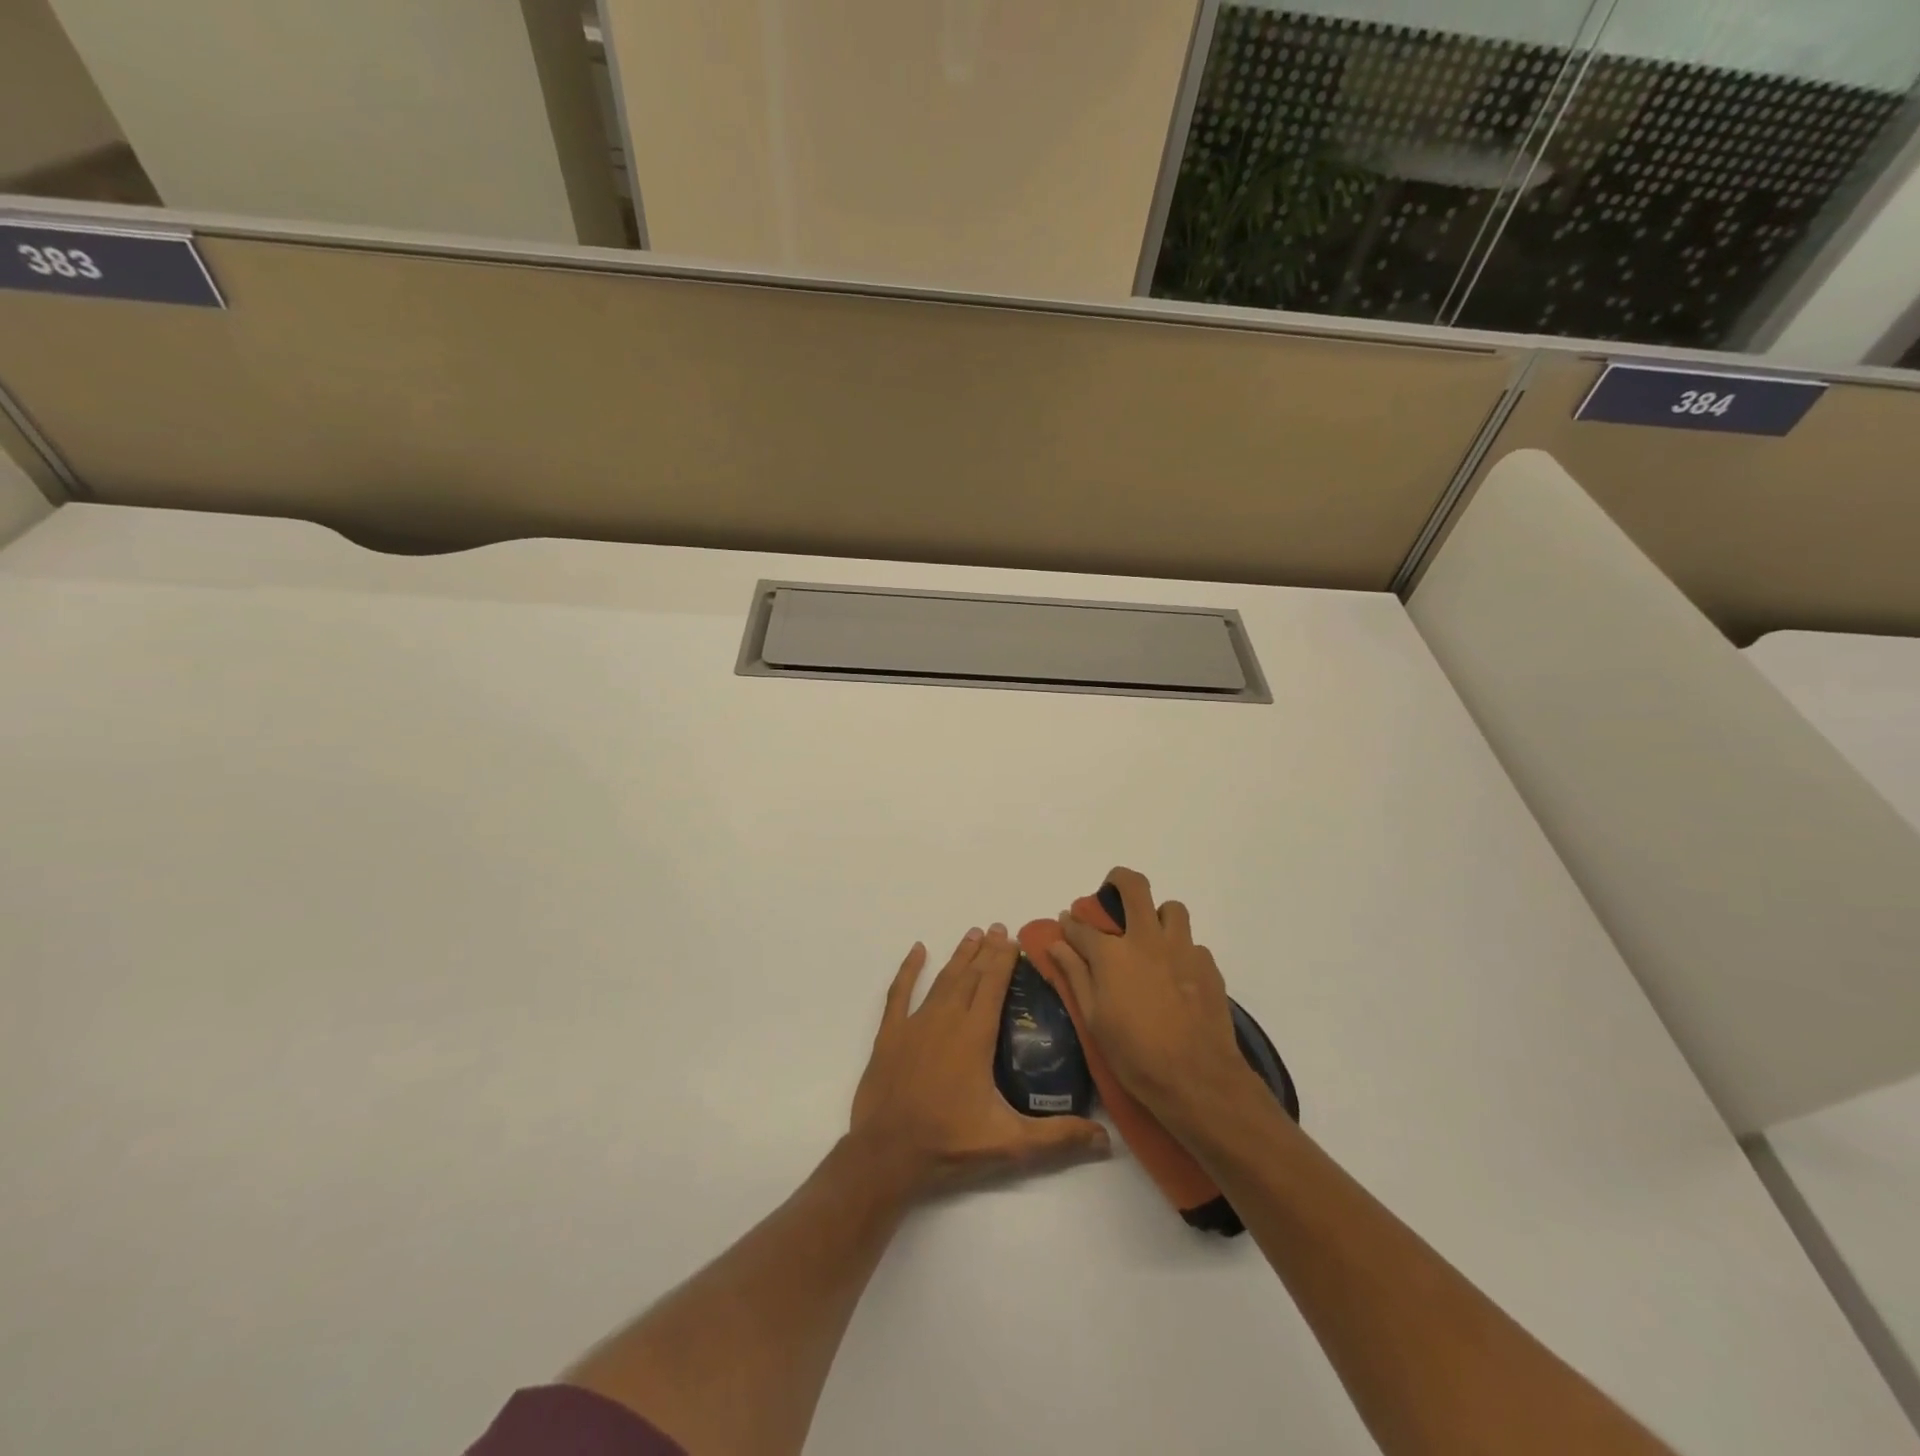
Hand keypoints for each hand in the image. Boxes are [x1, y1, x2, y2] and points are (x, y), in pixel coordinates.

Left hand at [851, 924, 1109, 1197]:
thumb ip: (1057, 1137)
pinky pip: (899, 993)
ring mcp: (916, 1024)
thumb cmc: (949, 1144)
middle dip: (986, 950)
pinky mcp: (890, 1034)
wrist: (886, 1154)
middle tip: (998, 927)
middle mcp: (947, 1019)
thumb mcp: (1010, 1144)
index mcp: (975, 1035)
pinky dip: (908, 970)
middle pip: (971, 975)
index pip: (994, 985)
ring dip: (959, 956)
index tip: (1014, 938)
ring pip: (942, 979)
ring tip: (972, 933)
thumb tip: (1106, 1140)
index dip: (1004, 959)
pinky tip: (917, 951)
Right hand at [1044, 867, 1254, 1130]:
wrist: (1198, 1079)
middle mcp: (1146, 939)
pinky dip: (1180, 951)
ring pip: (1172, 908)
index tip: (1067, 924)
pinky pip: (1192, 943)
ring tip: (1151, 938)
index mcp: (1112, 954)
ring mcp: (1181, 949)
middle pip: (1134, 887)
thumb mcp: (1094, 1019)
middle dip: (1118, 881)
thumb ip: (1076, 975)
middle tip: (1112, 894)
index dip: (1071, 923)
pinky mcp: (1207, 965)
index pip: (1082, 926)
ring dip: (1158, 915)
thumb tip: (1056, 944)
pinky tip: (1176, 976)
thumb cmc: (1135, 1055)